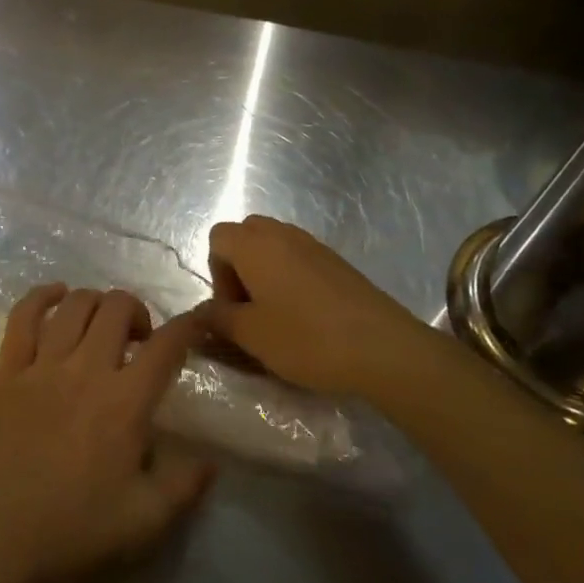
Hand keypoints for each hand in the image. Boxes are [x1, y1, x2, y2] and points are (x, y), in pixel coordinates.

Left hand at [0, 285, 214, 582]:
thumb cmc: (74, 532)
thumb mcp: (145, 522)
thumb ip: (184, 486)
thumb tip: (210, 460)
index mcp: (125, 402)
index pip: (166, 346)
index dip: (188, 325)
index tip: (198, 321)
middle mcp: (87, 369)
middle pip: (117, 307)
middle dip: (137, 310)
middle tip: (139, 340)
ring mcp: (43, 365)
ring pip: (75, 304)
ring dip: (96, 302)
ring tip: (101, 324)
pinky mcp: (8, 370)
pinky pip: (23, 316)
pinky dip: (41, 296)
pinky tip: (55, 295)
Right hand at [196, 214, 435, 396]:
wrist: (383, 348)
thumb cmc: (306, 338)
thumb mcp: (251, 334)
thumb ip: (218, 318)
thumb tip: (199, 313)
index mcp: (255, 245)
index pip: (218, 237)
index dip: (216, 271)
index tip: (231, 307)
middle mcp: (282, 234)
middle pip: (245, 235)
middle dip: (238, 266)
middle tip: (249, 307)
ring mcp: (314, 245)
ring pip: (274, 245)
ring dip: (264, 272)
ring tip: (275, 313)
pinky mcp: (337, 262)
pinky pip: (299, 257)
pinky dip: (290, 277)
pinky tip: (304, 315)